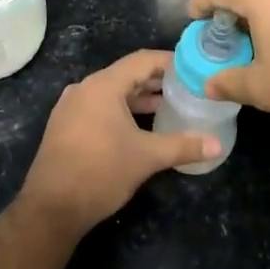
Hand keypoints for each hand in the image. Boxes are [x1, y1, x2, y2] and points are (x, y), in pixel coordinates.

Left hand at [19, 49, 219, 234]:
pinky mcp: (66, 126)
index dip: (170, 62)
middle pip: (126, 75)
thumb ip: (183, 146)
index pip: (142, 60)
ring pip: (112, 93)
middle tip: (187, 88)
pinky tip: (141, 127)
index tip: (194, 68)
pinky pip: (100, 108)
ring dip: (140, 98)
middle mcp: (84, 89)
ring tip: (169, 106)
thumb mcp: (147, 157)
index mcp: (103, 86)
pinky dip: (122, 111)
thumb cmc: (100, 172)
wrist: (51, 208)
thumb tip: (218, 146)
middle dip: (157, 81)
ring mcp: (71, 108)